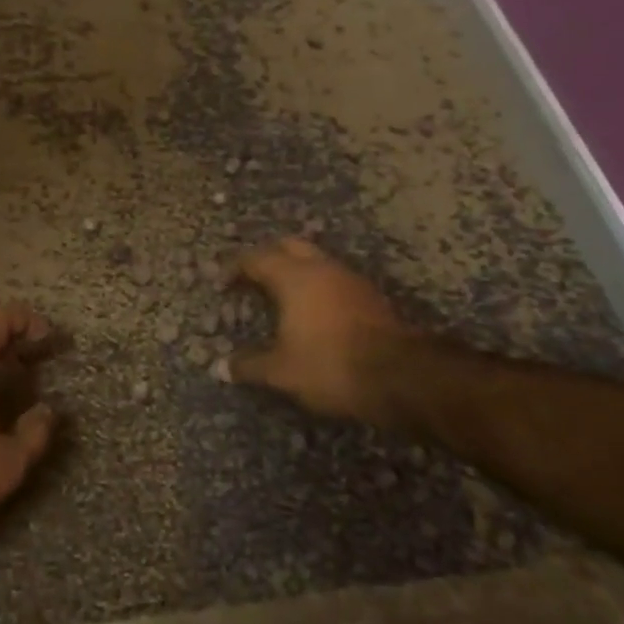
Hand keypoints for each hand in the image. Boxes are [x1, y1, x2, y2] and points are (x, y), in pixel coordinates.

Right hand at [223, 238, 410, 420]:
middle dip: (268, 257)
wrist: (401, 376)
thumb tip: (222, 367)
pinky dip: (318, 287)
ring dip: (297, 271)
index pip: (256, 258)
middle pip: (289, 246)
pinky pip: (335, 280)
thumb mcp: (281, 371)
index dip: (235, 267)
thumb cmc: (330, 365)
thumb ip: (250, 365)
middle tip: (253, 277)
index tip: (222, 283)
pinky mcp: (371, 297)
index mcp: (294, 277)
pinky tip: (313, 311)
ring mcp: (351, 280)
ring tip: (281, 295)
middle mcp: (322, 268)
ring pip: (317, 261)